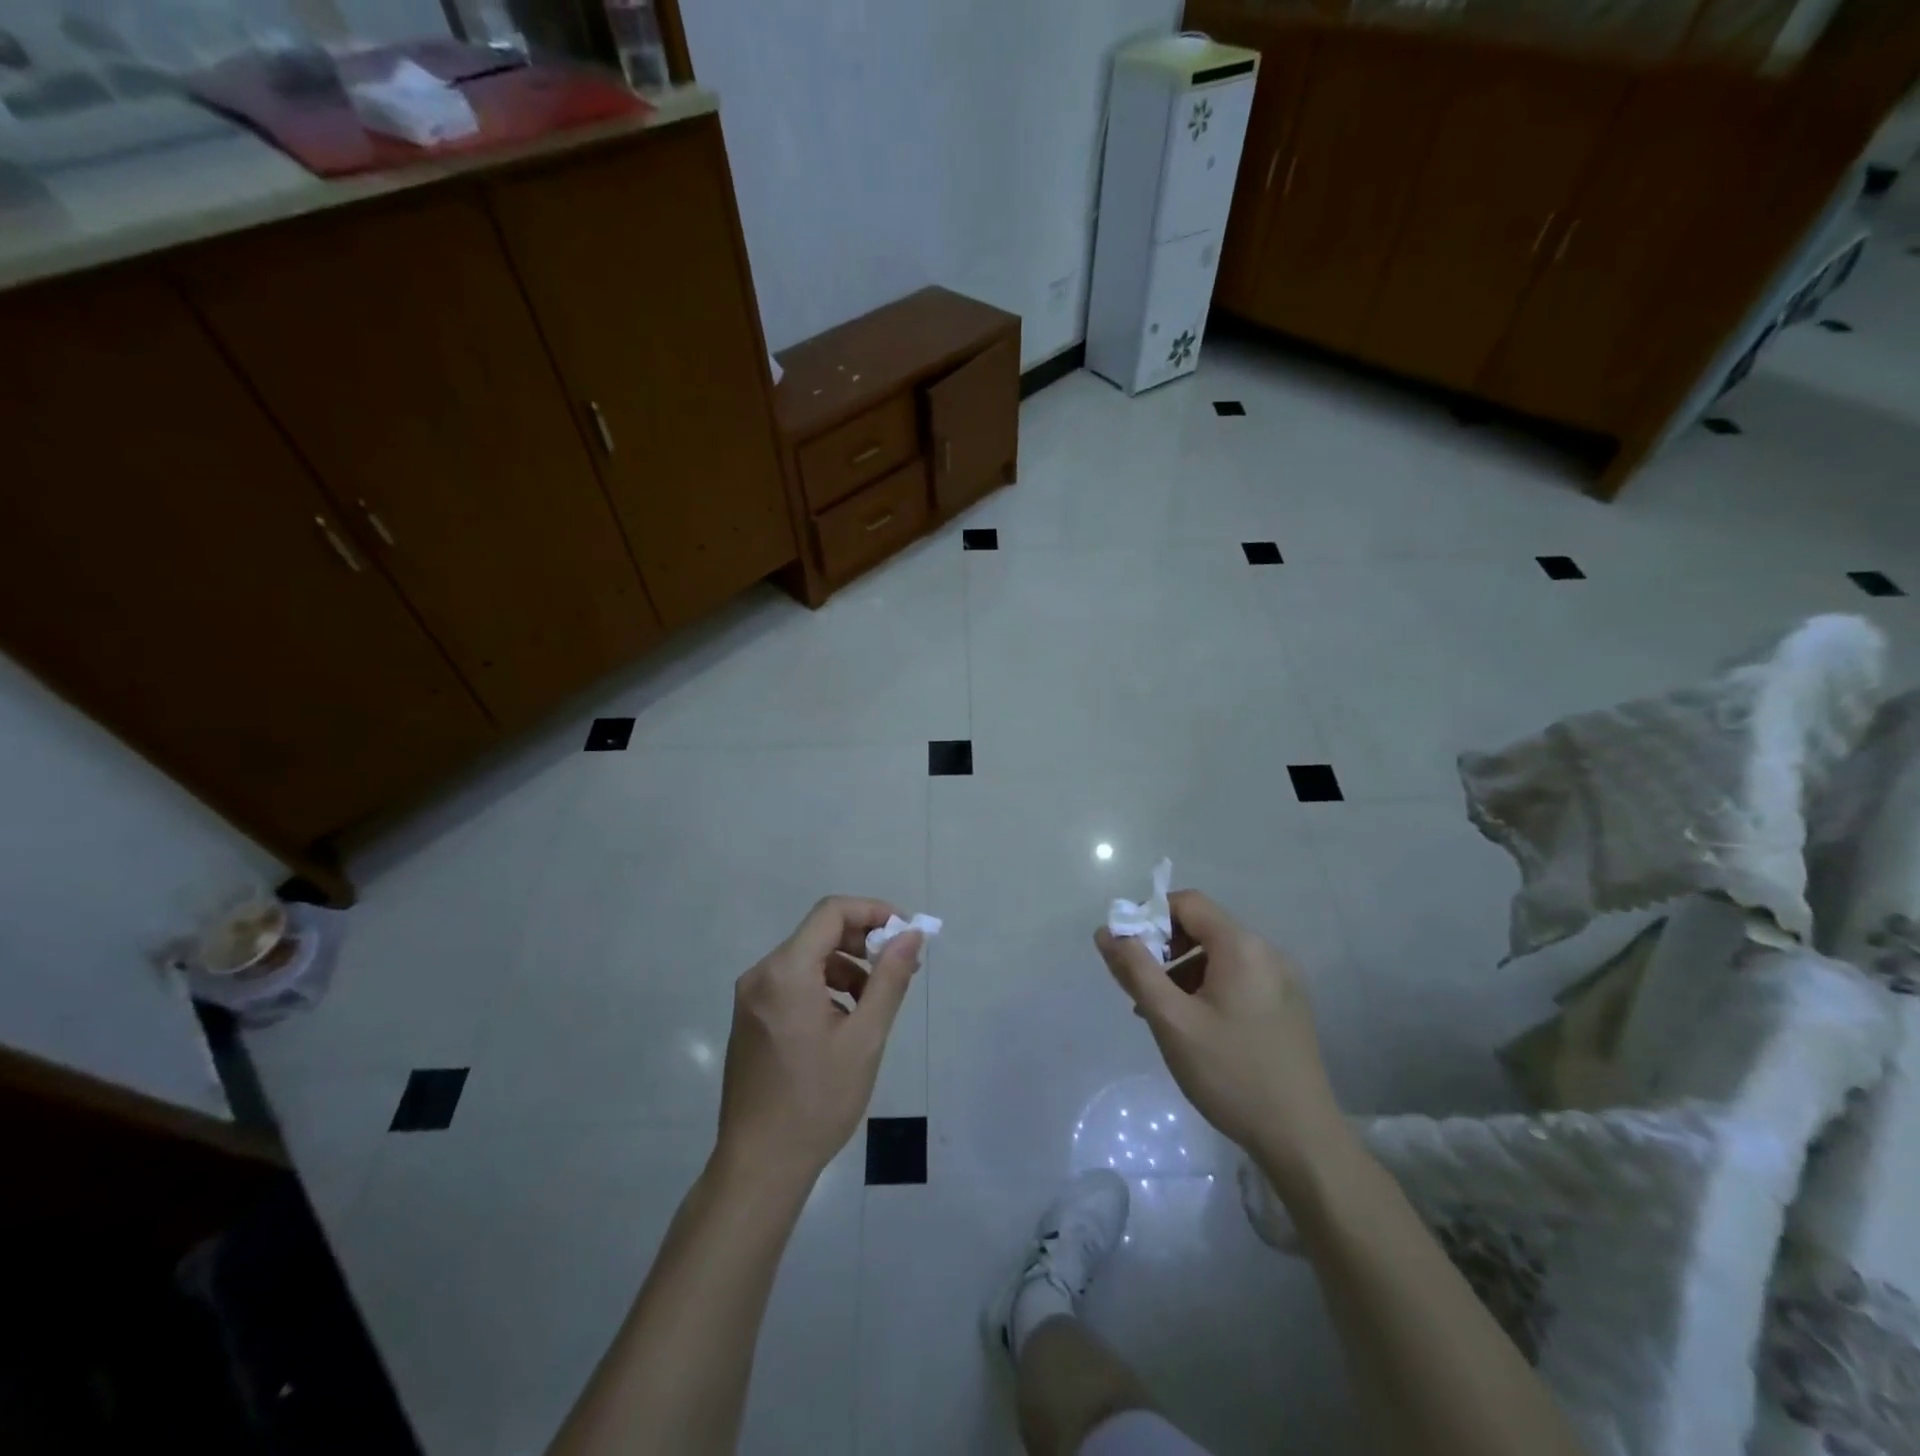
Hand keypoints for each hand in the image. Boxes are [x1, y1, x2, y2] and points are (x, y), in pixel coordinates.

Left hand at [715, 897, 923, 1189]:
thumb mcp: (865, 1038)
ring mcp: (751, 997)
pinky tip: (845, 1020)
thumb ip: (890, 979)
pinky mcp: (750, 1017)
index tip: (906, 934)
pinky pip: (793, 982)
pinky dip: (825, 986)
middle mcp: (761, 974)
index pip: (832, 912)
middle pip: (819, 932)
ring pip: (808, 958)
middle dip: (864, 941)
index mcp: (786, 971)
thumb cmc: (817, 1101)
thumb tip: (910, 935)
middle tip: (900, 968)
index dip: (873, 912)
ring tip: (876, 1002)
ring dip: (847, 967)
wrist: (760, 1166)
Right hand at [1094, 889, 1345, 1184]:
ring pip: (1219, 956)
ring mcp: (1282, 981)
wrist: (1301, 1139)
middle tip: (1139, 986)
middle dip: (1164, 948)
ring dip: (1183, 971)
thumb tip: (1106, 932)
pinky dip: (1207, 988)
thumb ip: (1135, 970)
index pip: (1187, 903)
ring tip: (1160, 1012)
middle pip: (1203, 928)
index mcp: (1242, 946)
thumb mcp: (1172, 1021)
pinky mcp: (1287, 1007)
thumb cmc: (1231, 1074)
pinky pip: (1237, 979)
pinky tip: (1192, 1026)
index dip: (1150, 916)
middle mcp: (1267, 952)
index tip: (1126, 951)